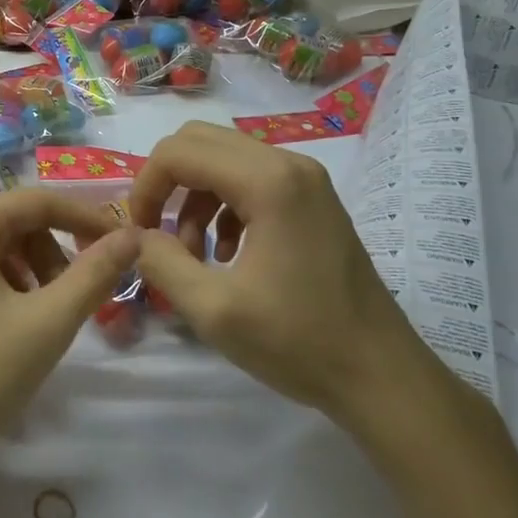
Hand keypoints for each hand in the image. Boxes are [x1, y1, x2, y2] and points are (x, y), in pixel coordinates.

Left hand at [0, 188, 141, 490]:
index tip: (122, 242)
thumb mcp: (47, 323)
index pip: (36, 200)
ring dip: (32, 272)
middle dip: (54, 252)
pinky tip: (13, 328)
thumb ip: (94, 273)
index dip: (84, 217)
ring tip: (45, 318)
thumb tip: (132, 234)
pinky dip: (5, 287)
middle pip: (14, 223)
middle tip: (76, 298)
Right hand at [129, 120, 431, 430]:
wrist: (382, 376)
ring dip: (194, 197)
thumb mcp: (213, 310)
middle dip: (167, 183)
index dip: (146, 186)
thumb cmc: (299, 342)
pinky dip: (222, 205)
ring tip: (192, 254)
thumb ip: (161, 262)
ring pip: (224, 159)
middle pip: (201, 142)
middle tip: (157, 232)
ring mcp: (306, 180)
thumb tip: (134, 235)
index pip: (179, 152)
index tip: (138, 232)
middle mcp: (289, 164)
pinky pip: (250, 179)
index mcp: (268, 182)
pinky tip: (225, 254)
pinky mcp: (313, 199)